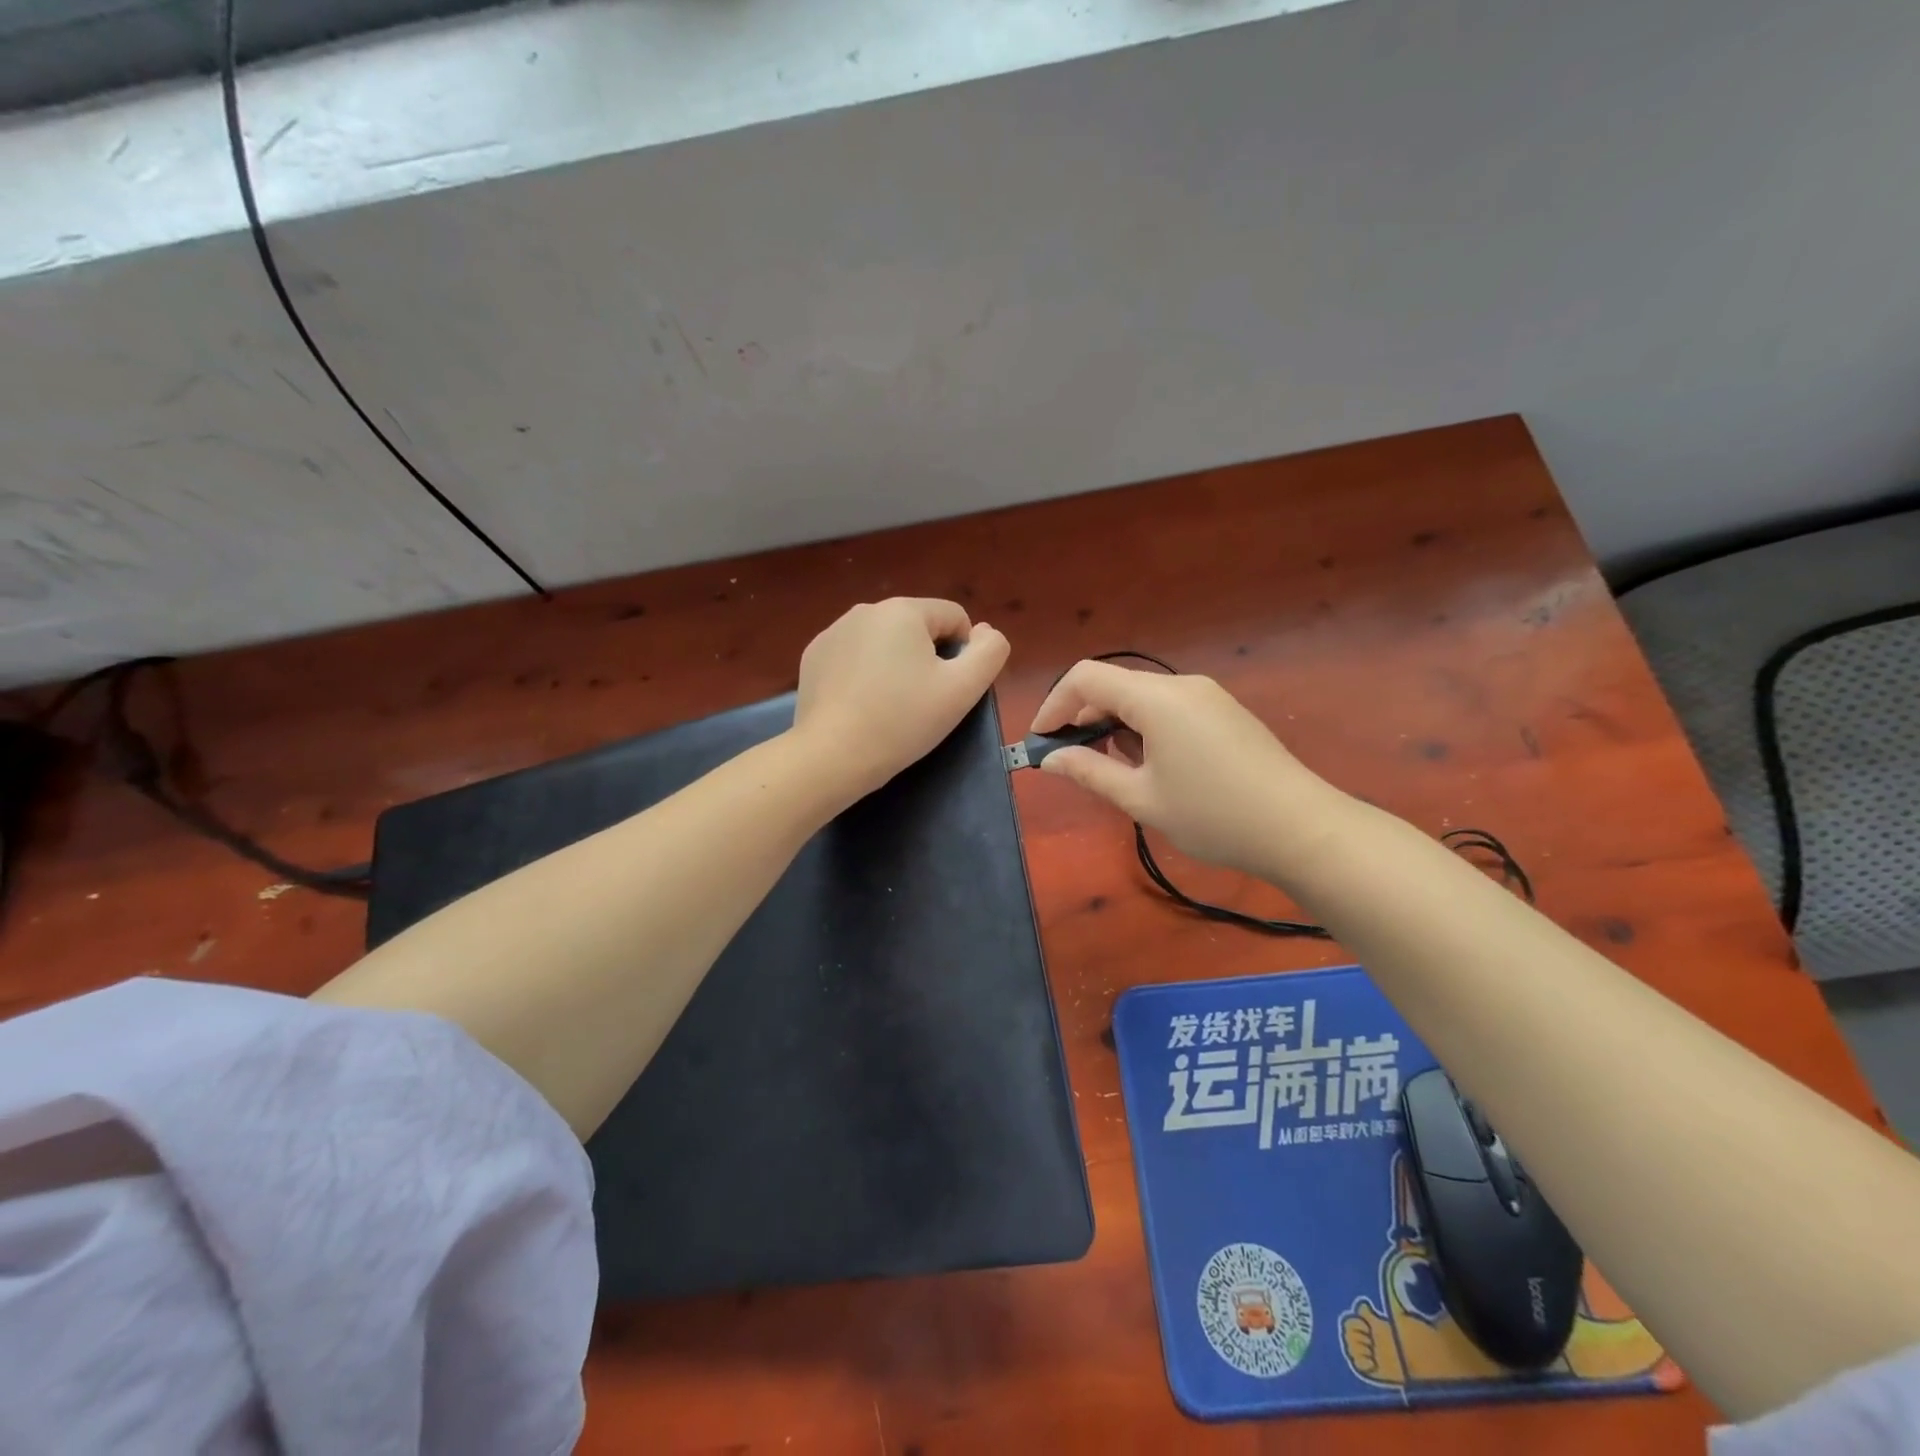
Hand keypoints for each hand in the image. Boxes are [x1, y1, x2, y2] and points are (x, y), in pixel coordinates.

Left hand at [792, 598, 1010, 803]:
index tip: (947, 690)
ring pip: (884, 642)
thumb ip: (990, 652)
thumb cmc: (903, 720)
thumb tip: (985, 632)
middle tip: (920, 702)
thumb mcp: (963, 689)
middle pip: (917, 628)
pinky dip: (864, 674)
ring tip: (888, 706)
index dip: (962, 654)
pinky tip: (860, 705)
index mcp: (903, 609)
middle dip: (926, 658)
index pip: (954, 617)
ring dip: (895, 664)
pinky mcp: (814, 656)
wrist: (833, 755)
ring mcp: (834, 631)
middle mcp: (865, 609)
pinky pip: (854, 656)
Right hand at [1030, 661, 1343, 876]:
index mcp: (1156, 698)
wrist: (1302, 828)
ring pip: (1142, 698)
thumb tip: (1051, 759)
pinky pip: (1169, 708)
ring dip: (1114, 724)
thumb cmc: (1213, 815)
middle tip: (1068, 759)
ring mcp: (1207, 696)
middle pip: (1114, 685)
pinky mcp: (1224, 712)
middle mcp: (1181, 685)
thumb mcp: (1142, 799)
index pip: (1086, 678)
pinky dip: (1143, 727)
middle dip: (1082, 716)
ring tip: (1109, 768)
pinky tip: (1149, 765)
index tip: (1040, 741)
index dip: (1054, 704)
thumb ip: (1090, 772)